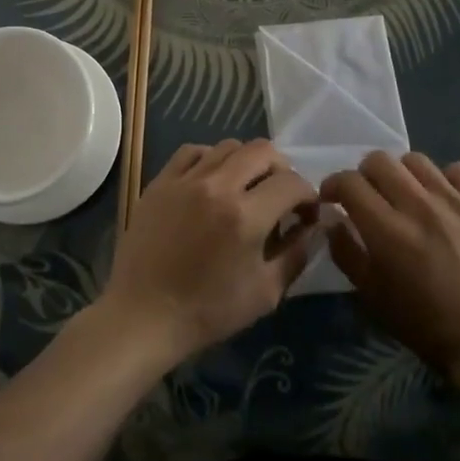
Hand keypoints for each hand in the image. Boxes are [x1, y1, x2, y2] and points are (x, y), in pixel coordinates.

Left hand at [100, 140, 319, 365]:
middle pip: (263, 151)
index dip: (308, 196)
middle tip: (280, 196)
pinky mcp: (161, 180)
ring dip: (247, 162)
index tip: (305, 215)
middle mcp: (217, 186)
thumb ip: (296, 254)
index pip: (292, 183)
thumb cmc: (208, 312)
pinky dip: (211, 159)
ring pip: (228, 145)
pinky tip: (213, 181)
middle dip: (282, 170)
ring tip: (246, 188)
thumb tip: (316, 227)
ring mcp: (185, 179)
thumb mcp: (265, 293)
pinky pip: (193, 151)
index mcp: (246, 216)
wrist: (143, 315)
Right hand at [321, 151, 459, 412]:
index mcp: (388, 231)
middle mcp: (420, 207)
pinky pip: (457, 171)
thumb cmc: (425, 326)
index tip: (333, 199)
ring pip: (416, 160)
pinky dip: (443, 180)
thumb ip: (345, 251)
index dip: (334, 186)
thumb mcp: (372, 295)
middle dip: (364, 175)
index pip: (349, 182)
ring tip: (406, 196)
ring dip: (402, 174)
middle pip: (379, 160)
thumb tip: (332, 218)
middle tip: (368, 197)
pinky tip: (442, 202)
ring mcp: (457, 203)